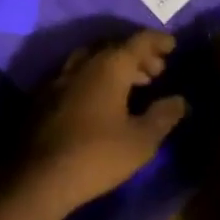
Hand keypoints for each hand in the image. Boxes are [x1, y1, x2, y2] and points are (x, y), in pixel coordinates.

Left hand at [22, 31, 187, 216]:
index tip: (173, 45)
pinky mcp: (45, 96)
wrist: (38, 179)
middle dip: (138, 55)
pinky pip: (77, 74)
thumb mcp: (140, 141)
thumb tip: (181, 100)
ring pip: (94, 59)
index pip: (139, 41)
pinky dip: (96, 77)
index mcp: (109, 66)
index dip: (158, 41)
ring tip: (133, 84)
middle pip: (115, 47)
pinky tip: (101, 98)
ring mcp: (60, 77)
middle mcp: (84, 63)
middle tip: (157, 69)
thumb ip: (163, 116)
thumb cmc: (96, 156)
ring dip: (116, 65)